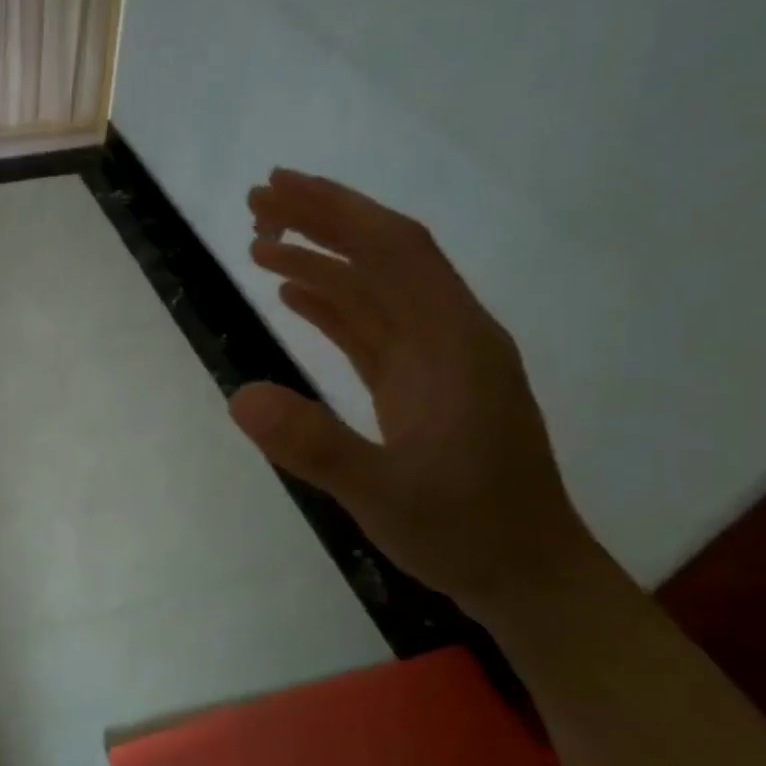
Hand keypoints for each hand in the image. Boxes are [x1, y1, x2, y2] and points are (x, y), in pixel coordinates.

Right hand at [229, 169, 596, 618]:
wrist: (526, 576)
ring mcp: (438, 362)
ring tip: (258, 245)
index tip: (276, 189)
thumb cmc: (465, 533)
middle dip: (323, 221)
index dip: (335, 211)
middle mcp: (451, 337)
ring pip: (376, 290)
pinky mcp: (422, 387)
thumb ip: (315, 446)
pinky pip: (373, 329)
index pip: (393, 251)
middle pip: (385, 256)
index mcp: (455, 343)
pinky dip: (333, 306)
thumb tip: (238, 397)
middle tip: (256, 203)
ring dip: (322, 262)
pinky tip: (295, 298)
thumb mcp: (384, 495)